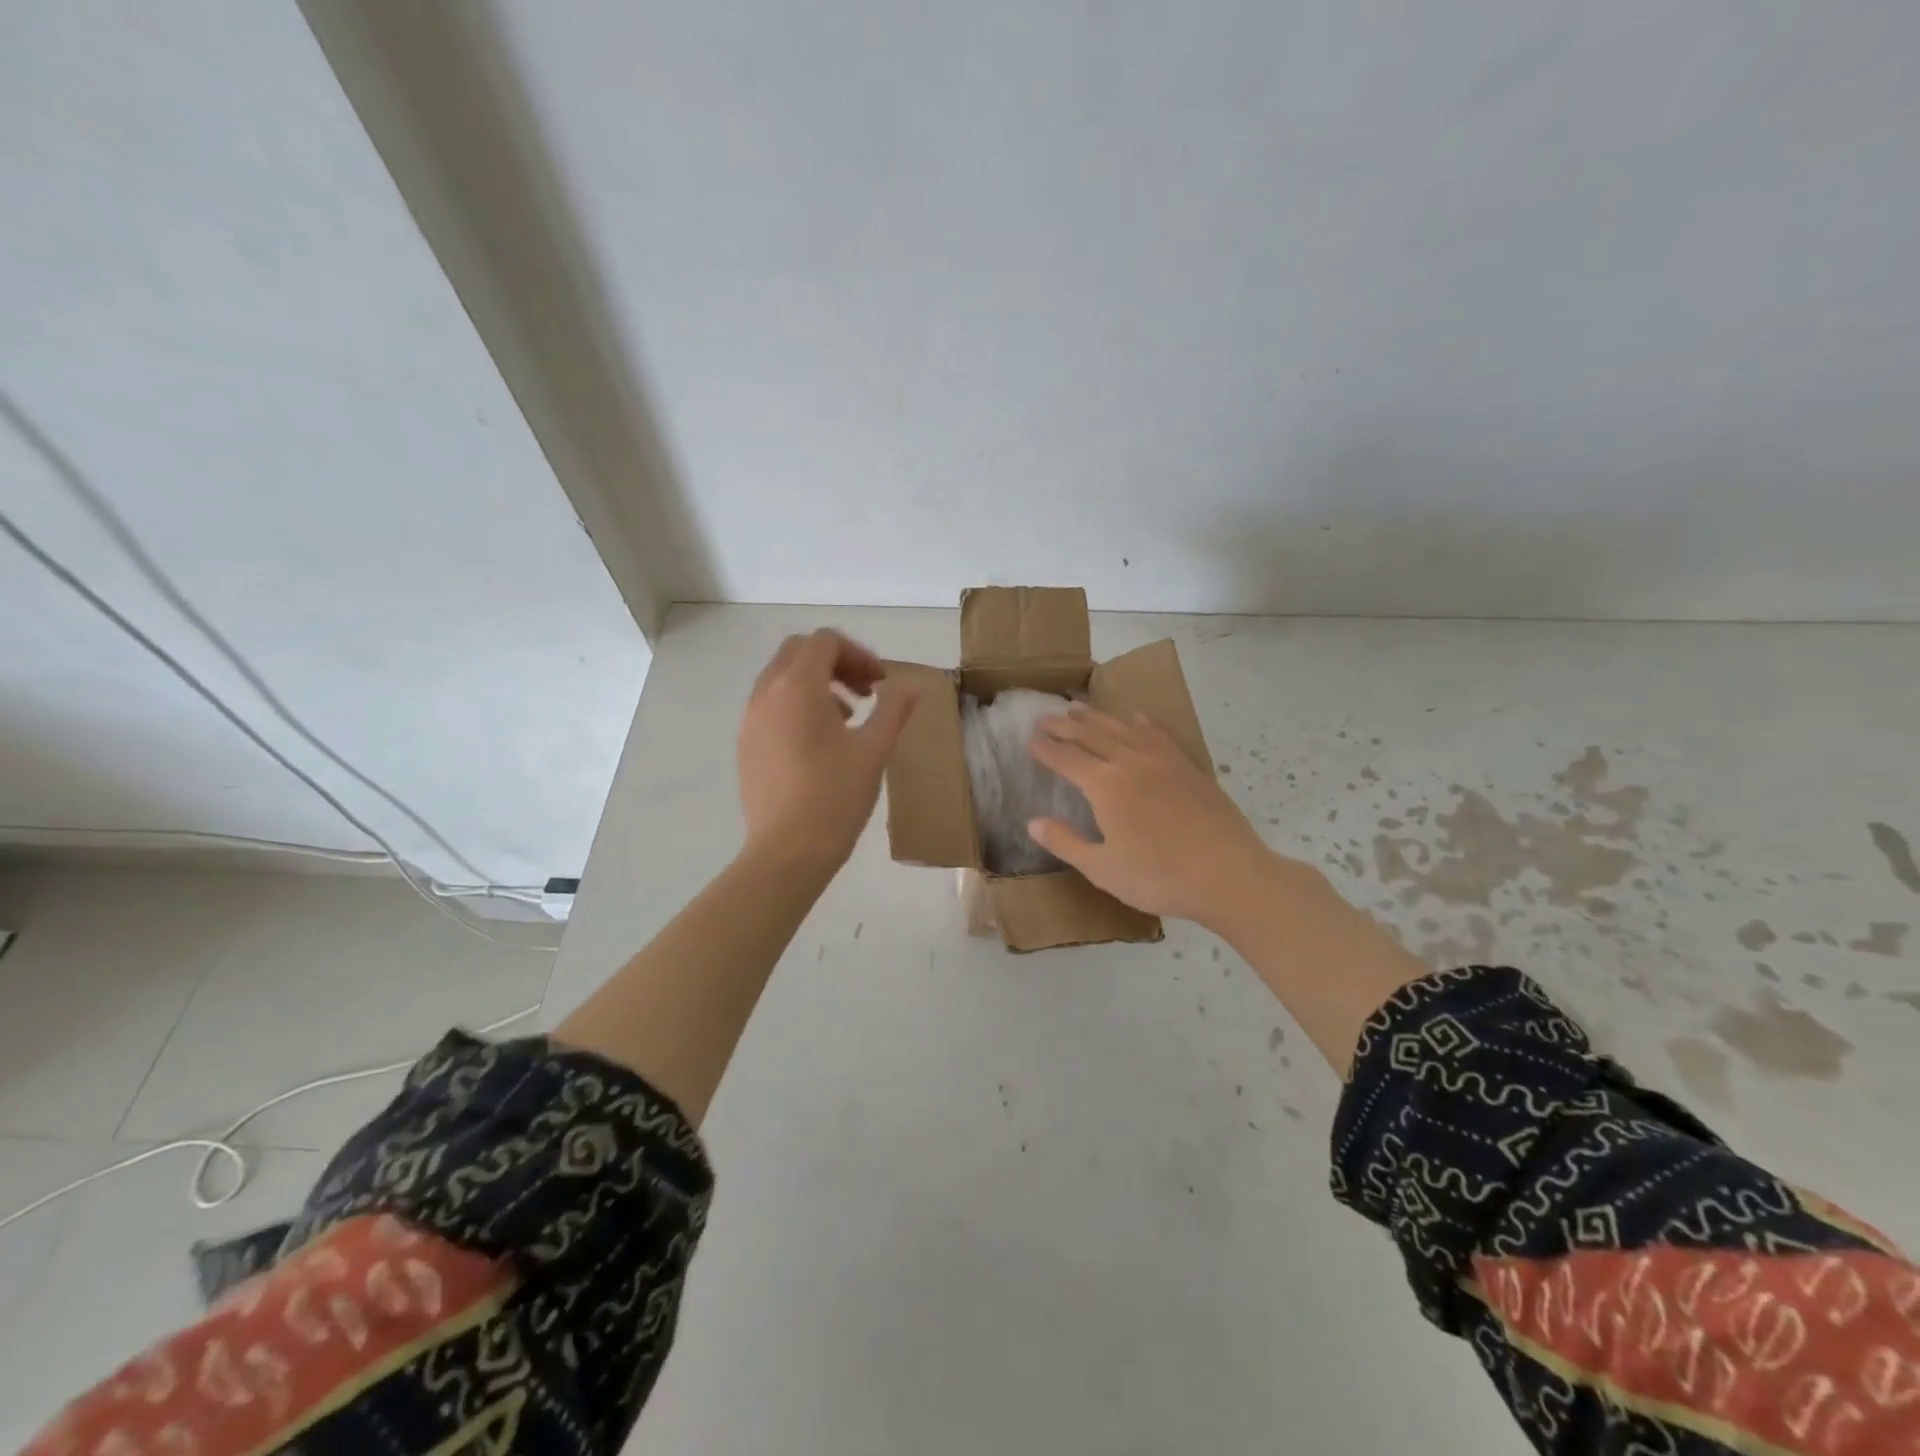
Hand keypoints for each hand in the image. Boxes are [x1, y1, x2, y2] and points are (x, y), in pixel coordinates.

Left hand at [737, 629, 918, 868]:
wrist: (788, 851)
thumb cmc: (836, 796)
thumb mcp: (874, 751)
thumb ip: (893, 711)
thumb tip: (911, 688)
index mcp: (798, 687)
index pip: (824, 641)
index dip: (858, 653)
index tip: (880, 683)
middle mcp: (767, 694)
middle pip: (798, 652)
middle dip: (835, 662)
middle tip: (865, 691)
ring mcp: (750, 720)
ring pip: (781, 678)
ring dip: (816, 683)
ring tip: (847, 717)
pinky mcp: (746, 745)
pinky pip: (770, 706)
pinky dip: (796, 705)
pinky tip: (819, 743)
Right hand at [1026, 704, 1274, 927]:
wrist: (1229, 874)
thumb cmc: (1159, 877)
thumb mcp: (1102, 869)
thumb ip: (1066, 842)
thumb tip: (1033, 823)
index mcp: (1105, 785)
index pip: (1066, 758)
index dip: (1045, 749)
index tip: (1029, 740)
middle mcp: (1130, 761)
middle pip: (1091, 735)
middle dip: (1064, 726)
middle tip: (1044, 719)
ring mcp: (1163, 760)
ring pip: (1122, 728)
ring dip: (1097, 717)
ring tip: (1078, 708)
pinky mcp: (1188, 766)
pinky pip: (1158, 734)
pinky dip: (1141, 723)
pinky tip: (1136, 718)